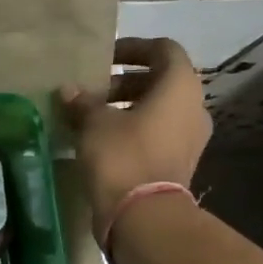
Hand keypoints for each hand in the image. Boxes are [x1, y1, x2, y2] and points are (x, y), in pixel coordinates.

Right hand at [61, 37, 211, 234]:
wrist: (143, 215)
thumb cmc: (122, 155)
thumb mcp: (94, 123)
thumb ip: (83, 102)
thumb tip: (69, 90)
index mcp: (180, 87)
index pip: (164, 50)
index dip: (134, 48)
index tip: (105, 58)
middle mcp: (193, 108)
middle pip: (161, 81)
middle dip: (125, 81)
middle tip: (93, 91)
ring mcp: (190, 138)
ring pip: (159, 109)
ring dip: (128, 107)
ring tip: (93, 117)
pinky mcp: (179, 162)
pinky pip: (157, 134)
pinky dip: (134, 129)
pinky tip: (103, 141)